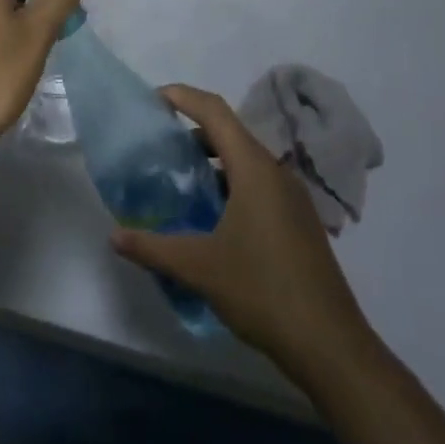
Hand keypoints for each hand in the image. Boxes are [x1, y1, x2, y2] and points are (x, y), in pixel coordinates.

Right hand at [112, 86, 369, 378]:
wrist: (330, 345)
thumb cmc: (262, 291)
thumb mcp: (199, 268)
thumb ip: (153, 247)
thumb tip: (114, 236)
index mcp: (255, 168)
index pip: (215, 111)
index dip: (183, 97)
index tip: (153, 98)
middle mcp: (276, 172)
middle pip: (230, 133)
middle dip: (192, 132)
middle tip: (158, 146)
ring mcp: (292, 197)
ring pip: (245, 161)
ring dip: (212, 162)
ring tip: (179, 182)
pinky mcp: (298, 221)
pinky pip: (258, 185)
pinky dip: (230, 184)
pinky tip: (211, 218)